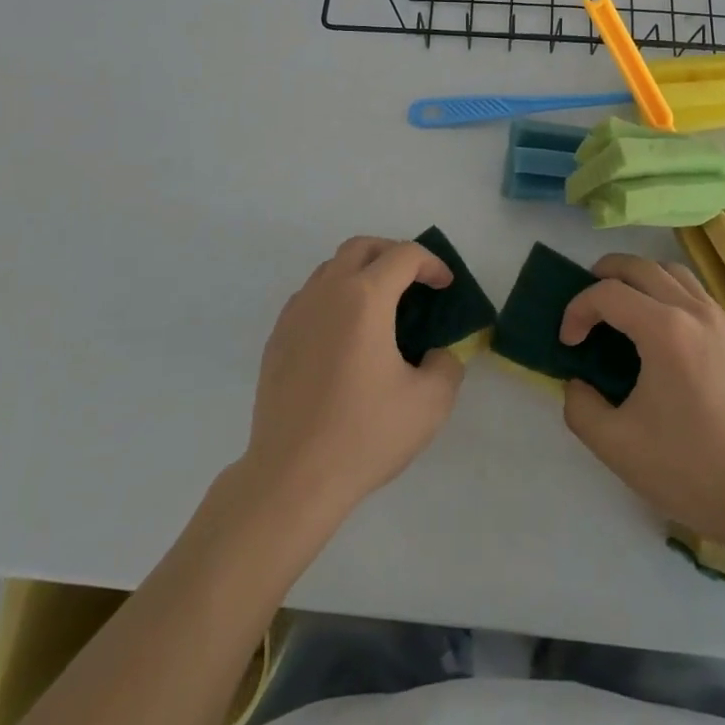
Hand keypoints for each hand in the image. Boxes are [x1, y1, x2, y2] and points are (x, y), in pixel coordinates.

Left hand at [241, 236, 464, 520]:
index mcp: (365, 298)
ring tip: (381, 307)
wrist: (291, 478)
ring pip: (331, 268)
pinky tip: (346, 335)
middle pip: (362, 247)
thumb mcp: (429, 403)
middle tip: (415, 282)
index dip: (432, 264)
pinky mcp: (277, 338)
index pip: (404, 256)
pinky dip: (334, 297)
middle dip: (393, 254)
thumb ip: (447, 365)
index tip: (445, 287)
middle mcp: (327, 292)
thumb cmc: (364, 435)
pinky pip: (310, 297)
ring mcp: (296, 313)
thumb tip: (438, 353)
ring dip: (361, 272)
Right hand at [560, 253, 724, 544]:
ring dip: (637, 278)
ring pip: (670, 271)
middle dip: (603, 275)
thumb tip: (578, 383)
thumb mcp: (616, 446)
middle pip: (639, 266)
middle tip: (585, 306)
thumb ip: (580, 407)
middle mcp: (694, 311)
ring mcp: (719, 320)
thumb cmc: (690, 469)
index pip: (608, 293)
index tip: (568, 343)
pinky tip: (657, 328)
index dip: (577, 310)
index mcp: (665, 330)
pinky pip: (693, 291)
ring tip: (620, 307)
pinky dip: (665, 291)